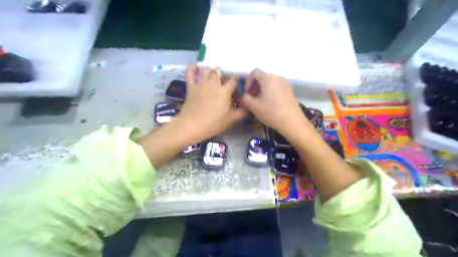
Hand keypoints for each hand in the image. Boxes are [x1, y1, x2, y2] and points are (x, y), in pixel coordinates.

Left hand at [177, 66, 246, 141]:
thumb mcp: (229, 120)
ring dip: (210, 70)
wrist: (192, 125)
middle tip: (224, 80)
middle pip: (219, 71)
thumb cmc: (213, 123)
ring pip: (206, 69)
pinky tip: (194, 67)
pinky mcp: (190, 87)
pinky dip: (191, 69)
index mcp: (224, 91)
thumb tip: (248, 109)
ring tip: (212, 74)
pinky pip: (190, 74)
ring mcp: (201, 84)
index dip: (237, 81)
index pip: (234, 80)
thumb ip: (240, 113)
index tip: (238, 85)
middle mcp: (213, 84)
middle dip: (223, 73)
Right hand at [241, 67, 312, 136]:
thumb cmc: (271, 112)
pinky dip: (269, 91)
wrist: (292, 122)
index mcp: (268, 78)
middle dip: (254, 85)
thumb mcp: (254, 106)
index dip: (248, 80)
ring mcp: (285, 83)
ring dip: (261, 89)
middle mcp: (277, 77)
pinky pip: (276, 86)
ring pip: (269, 82)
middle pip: (262, 76)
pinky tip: (269, 103)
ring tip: (259, 101)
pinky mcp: (289, 90)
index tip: (246, 92)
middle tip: (251, 97)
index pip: (255, 72)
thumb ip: (245, 98)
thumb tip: (244, 95)